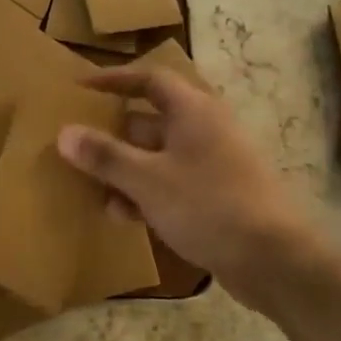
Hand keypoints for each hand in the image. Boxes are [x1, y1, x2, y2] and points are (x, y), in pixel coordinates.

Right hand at [56, 68, 337, 322]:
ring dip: (124, 171)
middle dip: (111, 135)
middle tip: (76, 146)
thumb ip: (104, 156)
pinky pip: (169, 184)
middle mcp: (203, 130)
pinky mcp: (215, 196)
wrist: (276, 261)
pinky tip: (123, 216)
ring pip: (155, 157)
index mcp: (192, 111)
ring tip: (92, 190)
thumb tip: (64, 133)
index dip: (113, 80)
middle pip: (147, 121)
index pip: (148, 79)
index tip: (79, 87)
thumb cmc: (209, 205)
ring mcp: (211, 164)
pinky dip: (145, 193)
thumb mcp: (147, 180)